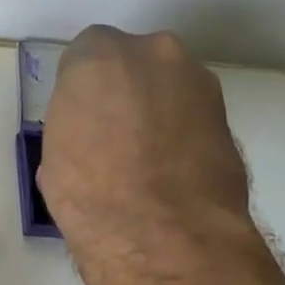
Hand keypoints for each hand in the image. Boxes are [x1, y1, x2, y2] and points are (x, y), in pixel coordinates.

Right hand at [37, 27, 257, 277]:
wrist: (161, 231)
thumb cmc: (87, 189)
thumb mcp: (56, 152)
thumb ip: (76, 122)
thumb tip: (90, 133)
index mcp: (97, 55)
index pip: (87, 55)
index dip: (84, 88)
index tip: (82, 116)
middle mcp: (152, 52)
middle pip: (135, 62)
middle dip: (126, 89)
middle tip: (114, 133)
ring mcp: (198, 81)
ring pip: (170, 86)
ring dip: (160, 109)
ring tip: (147, 158)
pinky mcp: (229, 116)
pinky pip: (195, 116)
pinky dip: (185, 134)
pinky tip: (173, 171)